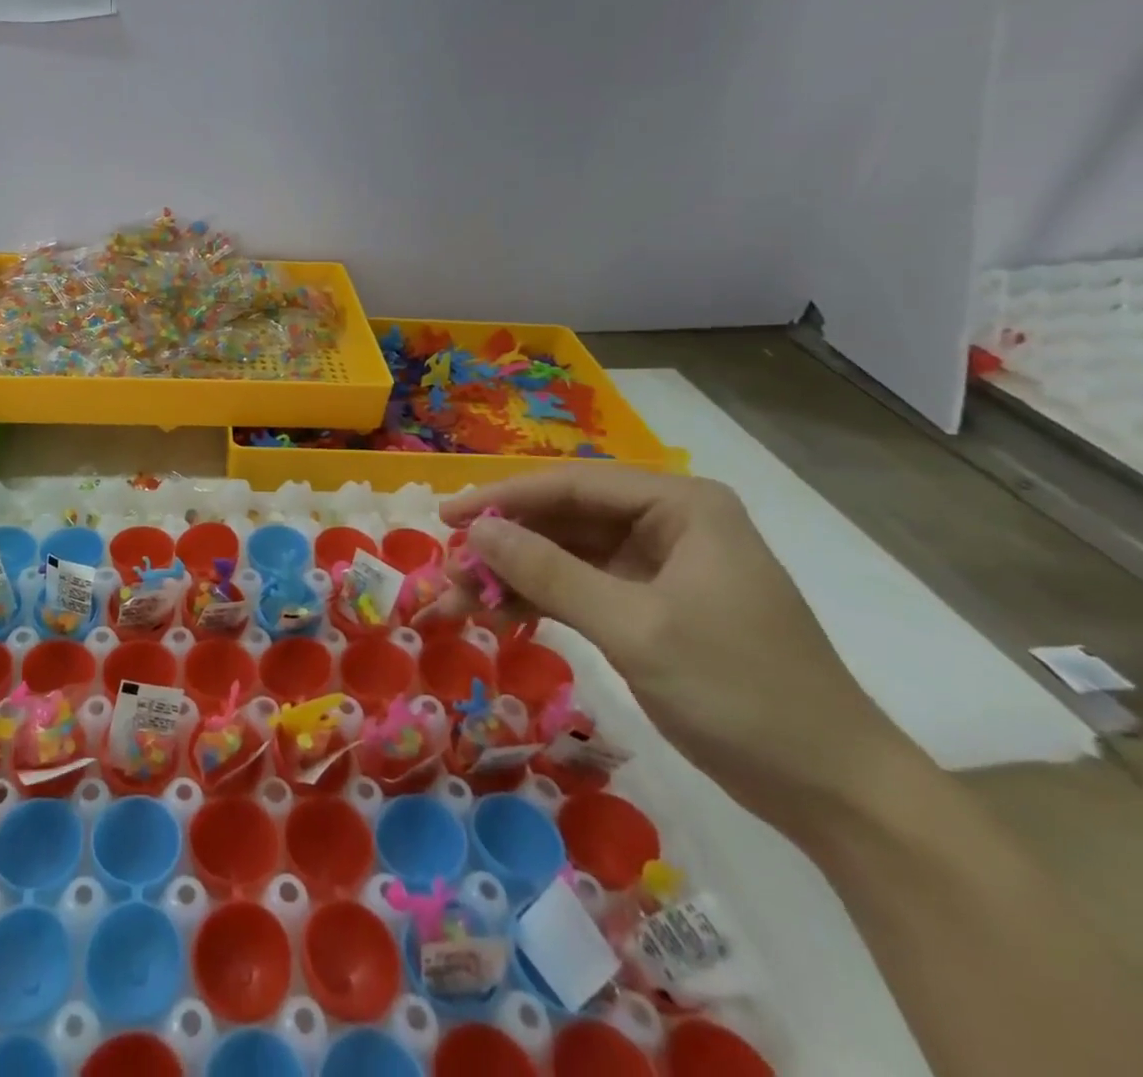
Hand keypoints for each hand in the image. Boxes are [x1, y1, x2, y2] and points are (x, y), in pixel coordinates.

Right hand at [436, 466, 914, 832]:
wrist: (830, 790)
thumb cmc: (740, 690)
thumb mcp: (635, 627)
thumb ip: (549, 573)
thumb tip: (476, 530)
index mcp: (680, 506)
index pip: (572, 485)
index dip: (503, 498)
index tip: (445, 518)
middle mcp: (668, 524)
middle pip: (564, 517)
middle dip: (504, 542)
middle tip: (448, 567)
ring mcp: (659, 567)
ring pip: (566, 554)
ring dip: (514, 575)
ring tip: (460, 599)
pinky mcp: (650, 607)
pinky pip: (580, 588)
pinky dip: (540, 600)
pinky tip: (500, 616)